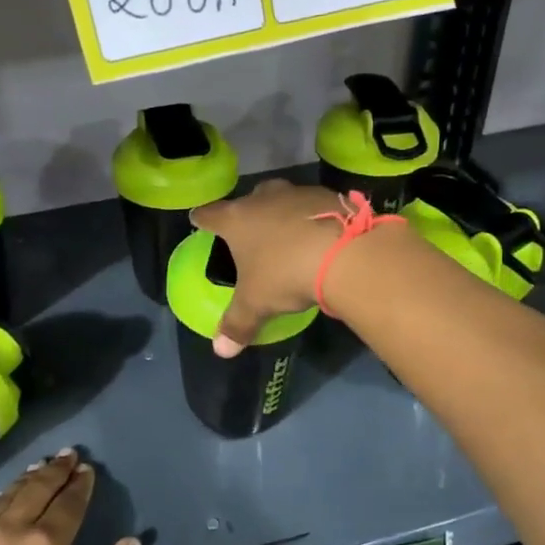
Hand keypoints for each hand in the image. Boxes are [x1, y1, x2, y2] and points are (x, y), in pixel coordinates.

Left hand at [0, 450, 139, 544]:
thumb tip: (131, 542)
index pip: (68, 504)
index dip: (80, 485)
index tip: (87, 469)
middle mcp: (10, 531)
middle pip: (36, 490)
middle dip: (55, 471)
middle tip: (67, 455)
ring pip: (5, 498)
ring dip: (25, 480)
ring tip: (38, 468)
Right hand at [191, 180, 342, 356]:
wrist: (346, 253)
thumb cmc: (286, 274)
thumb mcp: (257, 304)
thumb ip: (237, 324)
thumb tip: (220, 351)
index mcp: (237, 219)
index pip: (210, 214)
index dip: (202, 219)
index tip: (198, 220)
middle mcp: (263, 198)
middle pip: (248, 201)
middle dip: (247, 213)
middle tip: (249, 232)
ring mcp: (298, 193)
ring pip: (282, 199)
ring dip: (282, 215)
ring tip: (287, 236)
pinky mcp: (329, 196)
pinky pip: (313, 206)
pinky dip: (312, 219)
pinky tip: (319, 238)